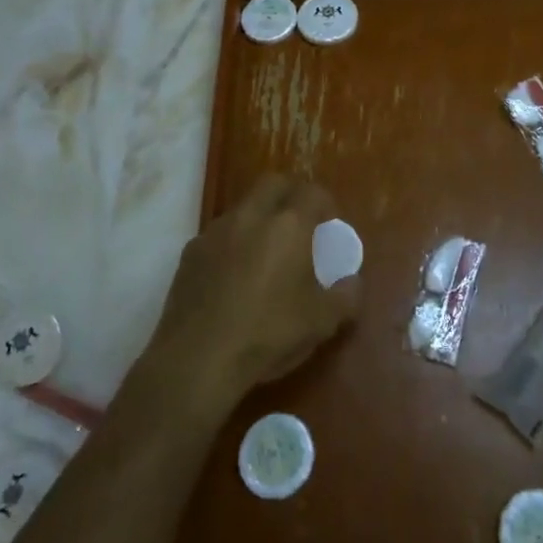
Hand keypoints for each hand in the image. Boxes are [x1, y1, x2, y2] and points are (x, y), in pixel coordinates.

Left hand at [145, 174, 359, 405]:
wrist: (197, 359)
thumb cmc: (267, 333)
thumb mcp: (321, 323)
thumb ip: (345, 297)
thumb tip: (353, 282)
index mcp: (288, 225)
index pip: (312, 192)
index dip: (325, 203)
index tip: (330, 225)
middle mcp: (250, 216)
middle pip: (273, 184)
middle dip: (291, 195)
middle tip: (300, 224)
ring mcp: (215, 231)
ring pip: (243, 207)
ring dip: (259, 218)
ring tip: (266, 253)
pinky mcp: (190, 253)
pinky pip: (218, 235)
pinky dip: (232, 243)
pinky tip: (234, 276)